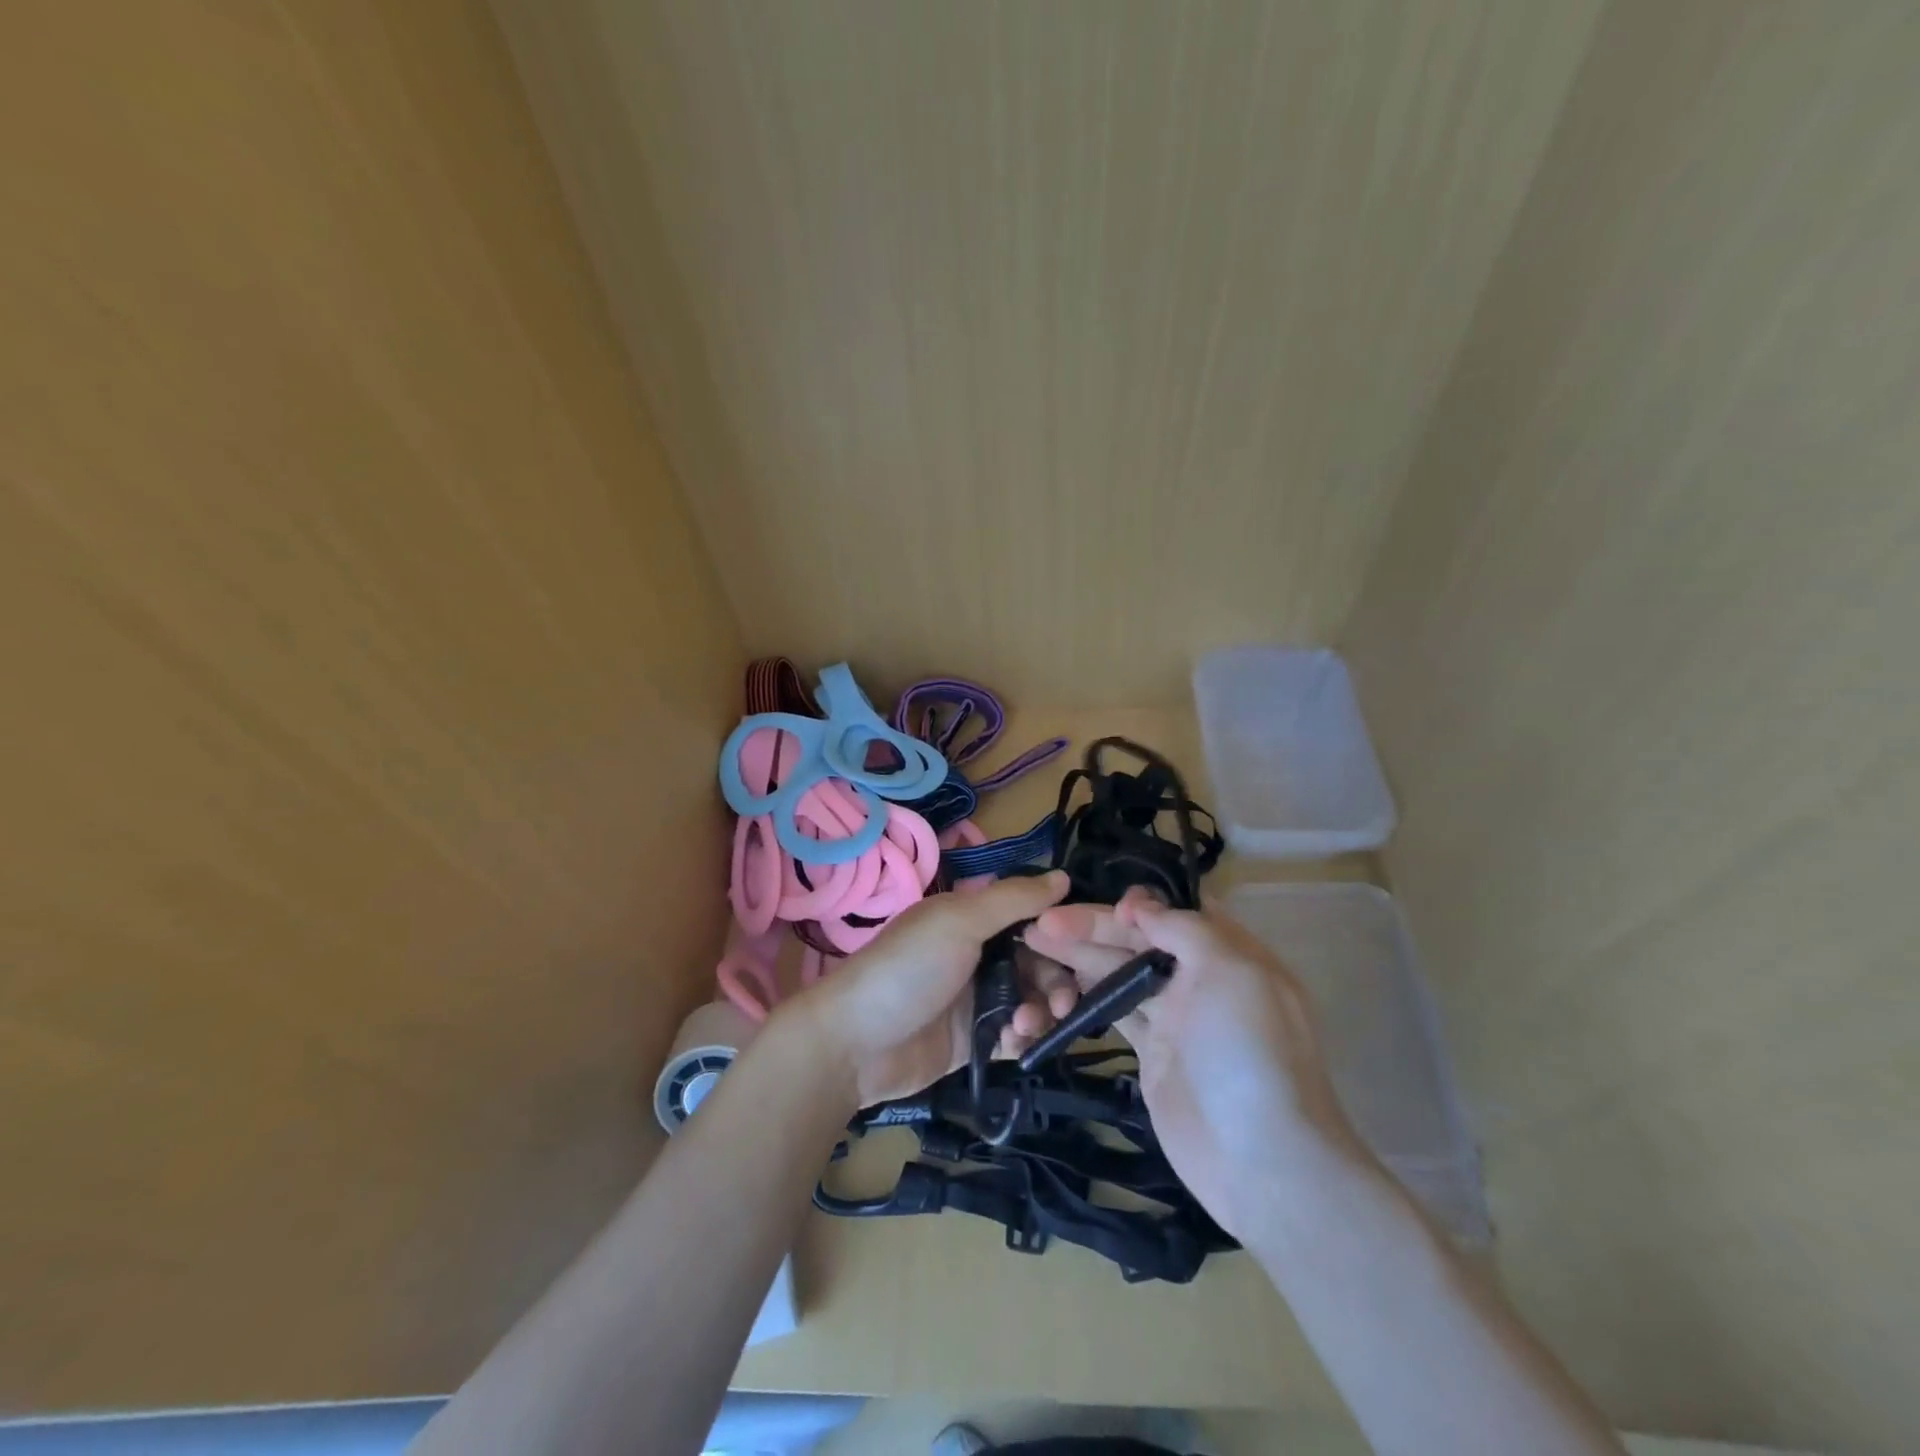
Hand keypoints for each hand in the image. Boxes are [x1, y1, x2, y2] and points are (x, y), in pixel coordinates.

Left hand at [781, 871, 1074, 1106]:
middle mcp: (979, 954)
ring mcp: (977, 1000)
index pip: (1030, 917)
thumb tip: (1065, 876)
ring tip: (1029, 1022)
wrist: (856, 1044)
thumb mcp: (959, 922)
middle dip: (1056, 979)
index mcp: (972, 919)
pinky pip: (1016, 1036)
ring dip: (1042, 1010)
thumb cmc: (908, 969)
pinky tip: (1016, 1041)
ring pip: (1031, 1000)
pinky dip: (1024, 1038)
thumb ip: (1013, 900)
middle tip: (1063, 1000)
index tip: (1081, 947)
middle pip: (1038, 962)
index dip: (1057, 930)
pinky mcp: (976, 1042)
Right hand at [1024, 887, 1360, 1239]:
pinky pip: (1115, 1012)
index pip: (1176, 912)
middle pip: (1139, 941)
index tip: (1107, 909)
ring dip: (1079, 955)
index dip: (1139, 905)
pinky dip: (1085, 995)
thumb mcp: (1230, 972)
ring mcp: (1175, 1018)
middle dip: (1092, 927)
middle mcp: (1200, 979)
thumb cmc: (1248, 1054)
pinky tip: (1054, 982)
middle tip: (1041, 923)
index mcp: (1227, 953)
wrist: (1261, 1162)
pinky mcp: (1152, 1054)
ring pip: (1120, 973)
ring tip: (1032, 941)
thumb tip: (1142, 907)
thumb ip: (1185, 929)